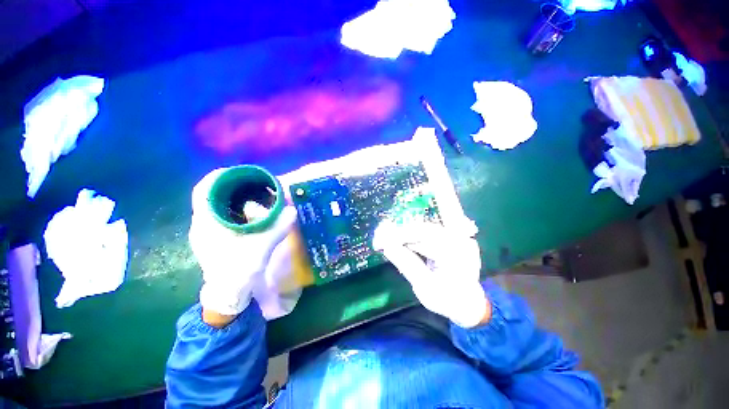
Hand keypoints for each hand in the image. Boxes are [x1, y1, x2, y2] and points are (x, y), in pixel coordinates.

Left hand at [189, 169, 296, 321]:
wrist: (229, 295)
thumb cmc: (238, 272)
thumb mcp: (260, 249)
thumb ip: (276, 228)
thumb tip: (293, 210)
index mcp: (207, 223)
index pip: (204, 190)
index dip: (220, 176)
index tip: (241, 172)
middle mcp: (203, 224)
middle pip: (213, 194)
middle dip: (233, 184)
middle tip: (256, 182)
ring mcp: (209, 231)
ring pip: (219, 204)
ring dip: (237, 196)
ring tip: (258, 193)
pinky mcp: (217, 237)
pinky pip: (225, 214)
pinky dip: (239, 207)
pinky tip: (255, 211)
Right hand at [373, 221, 489, 327]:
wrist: (468, 304)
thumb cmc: (448, 300)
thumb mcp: (426, 287)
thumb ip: (407, 265)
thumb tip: (387, 247)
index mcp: (457, 252)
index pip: (424, 235)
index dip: (401, 235)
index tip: (381, 240)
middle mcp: (459, 239)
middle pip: (423, 229)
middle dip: (400, 234)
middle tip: (381, 240)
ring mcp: (456, 237)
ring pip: (424, 230)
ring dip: (405, 235)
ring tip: (388, 242)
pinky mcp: (450, 239)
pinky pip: (427, 234)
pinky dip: (412, 238)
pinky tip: (401, 244)